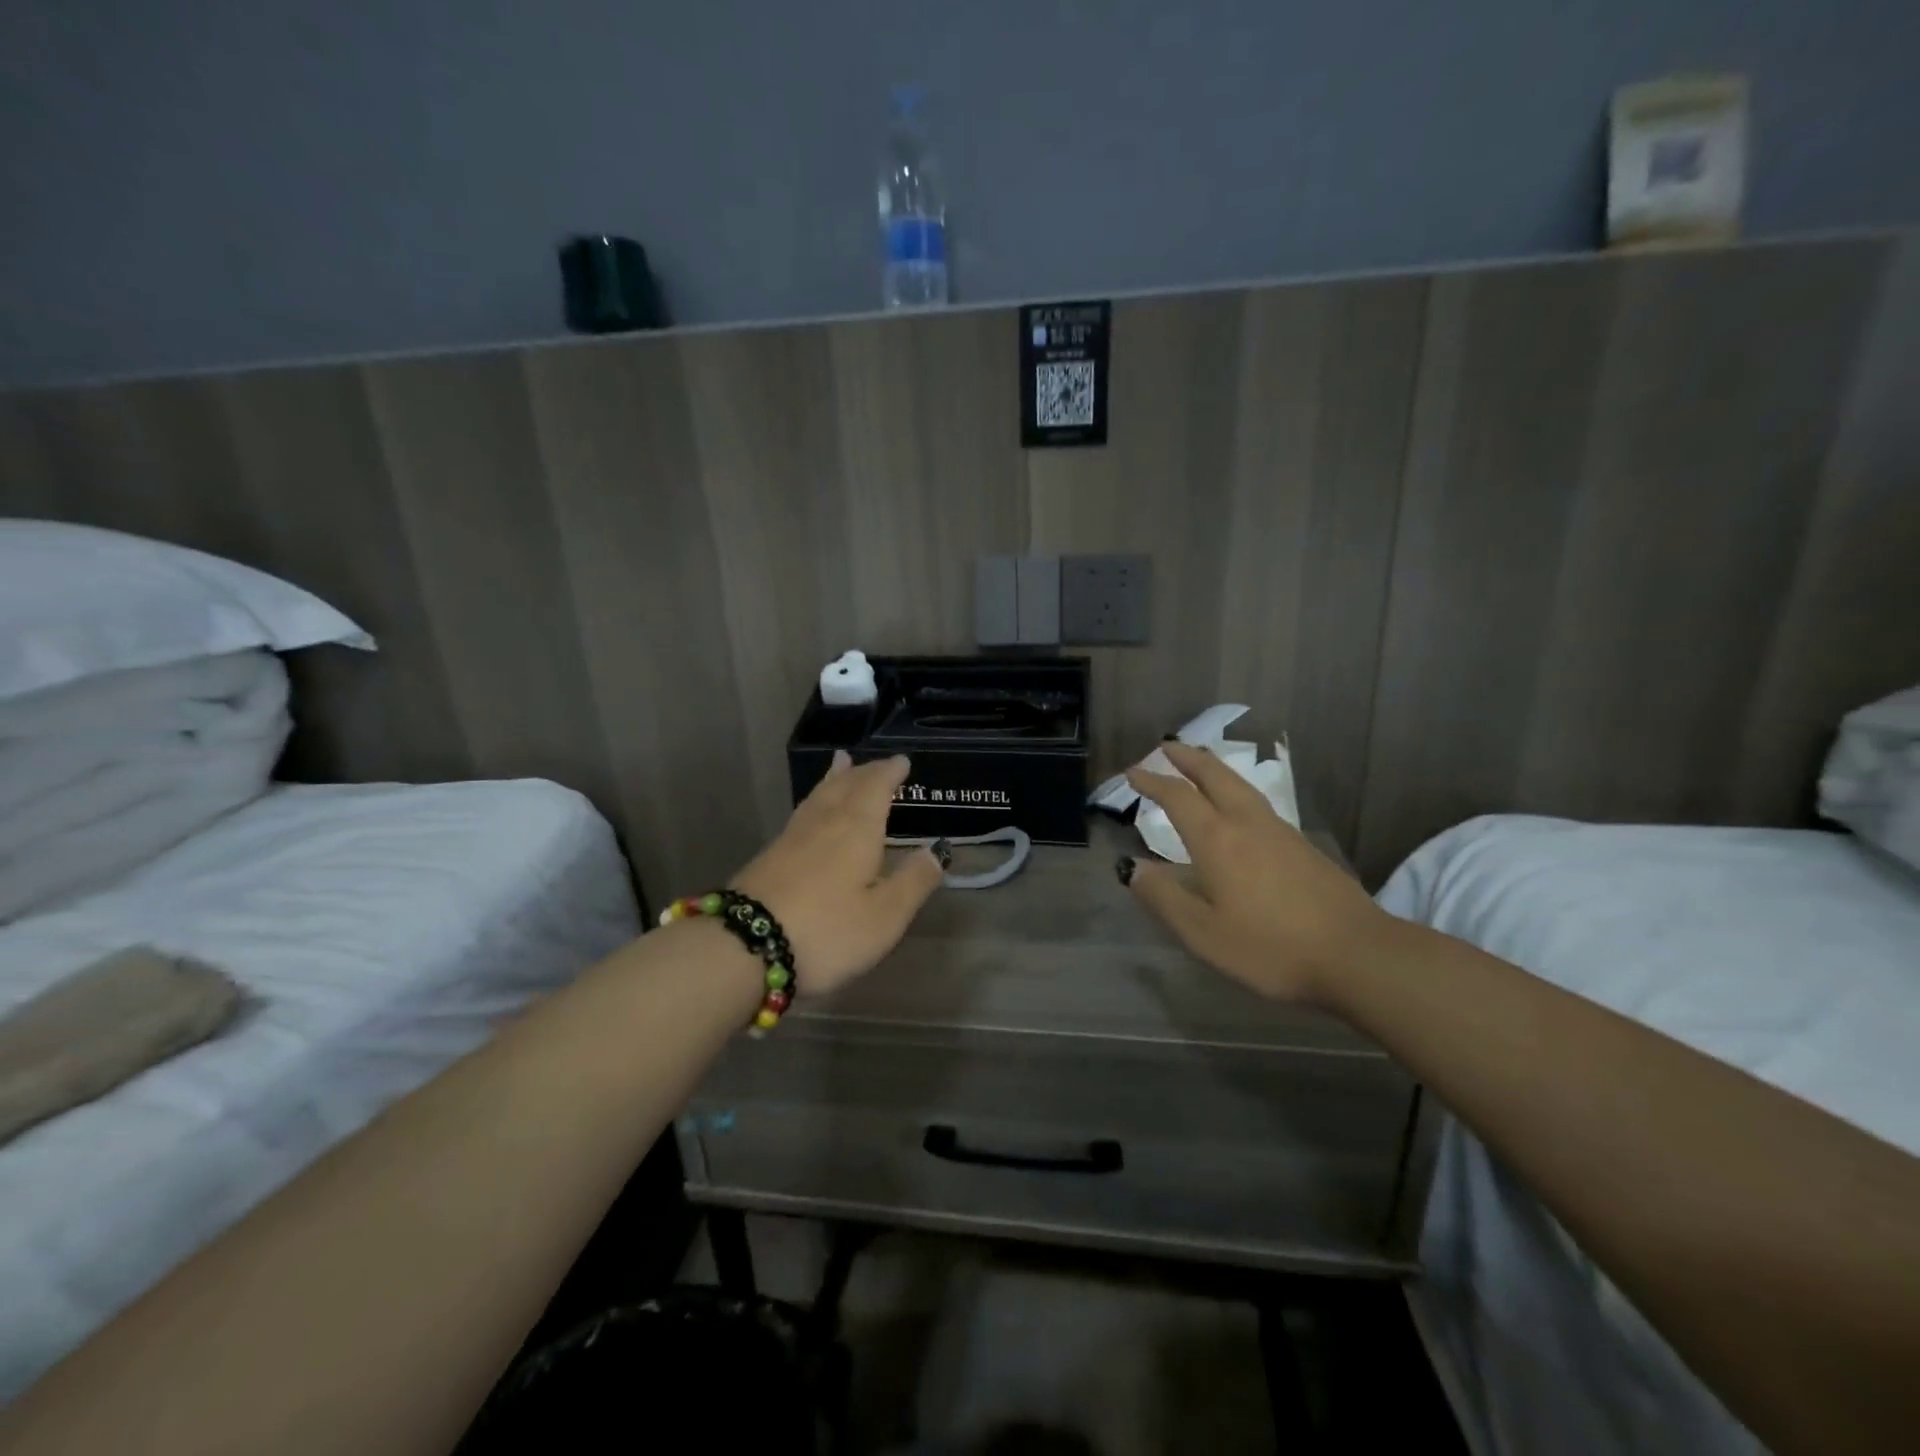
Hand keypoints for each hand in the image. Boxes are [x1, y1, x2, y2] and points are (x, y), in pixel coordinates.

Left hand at [729, 751, 945, 998]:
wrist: (744, 946)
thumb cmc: (827, 931)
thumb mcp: (885, 916)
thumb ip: (914, 881)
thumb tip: (937, 850)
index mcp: (857, 828)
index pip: (876, 787)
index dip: (890, 773)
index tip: (902, 761)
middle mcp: (825, 822)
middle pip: (845, 785)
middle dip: (865, 772)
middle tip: (877, 763)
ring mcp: (792, 837)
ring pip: (819, 796)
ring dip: (835, 778)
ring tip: (841, 764)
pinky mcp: (770, 856)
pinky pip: (803, 813)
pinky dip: (816, 799)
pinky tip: (812, 812)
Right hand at [1122, 742, 1391, 1002]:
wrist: (1357, 955)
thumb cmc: (1270, 947)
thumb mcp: (1203, 933)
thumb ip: (1164, 897)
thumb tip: (1131, 869)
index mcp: (1217, 840)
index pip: (1177, 798)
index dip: (1152, 782)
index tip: (1132, 773)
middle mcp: (1247, 824)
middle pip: (1215, 776)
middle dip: (1189, 758)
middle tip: (1168, 747)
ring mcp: (1280, 832)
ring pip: (1241, 787)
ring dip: (1215, 770)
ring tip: (1202, 765)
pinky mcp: (1304, 847)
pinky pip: (1259, 803)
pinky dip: (1237, 791)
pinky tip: (1240, 809)